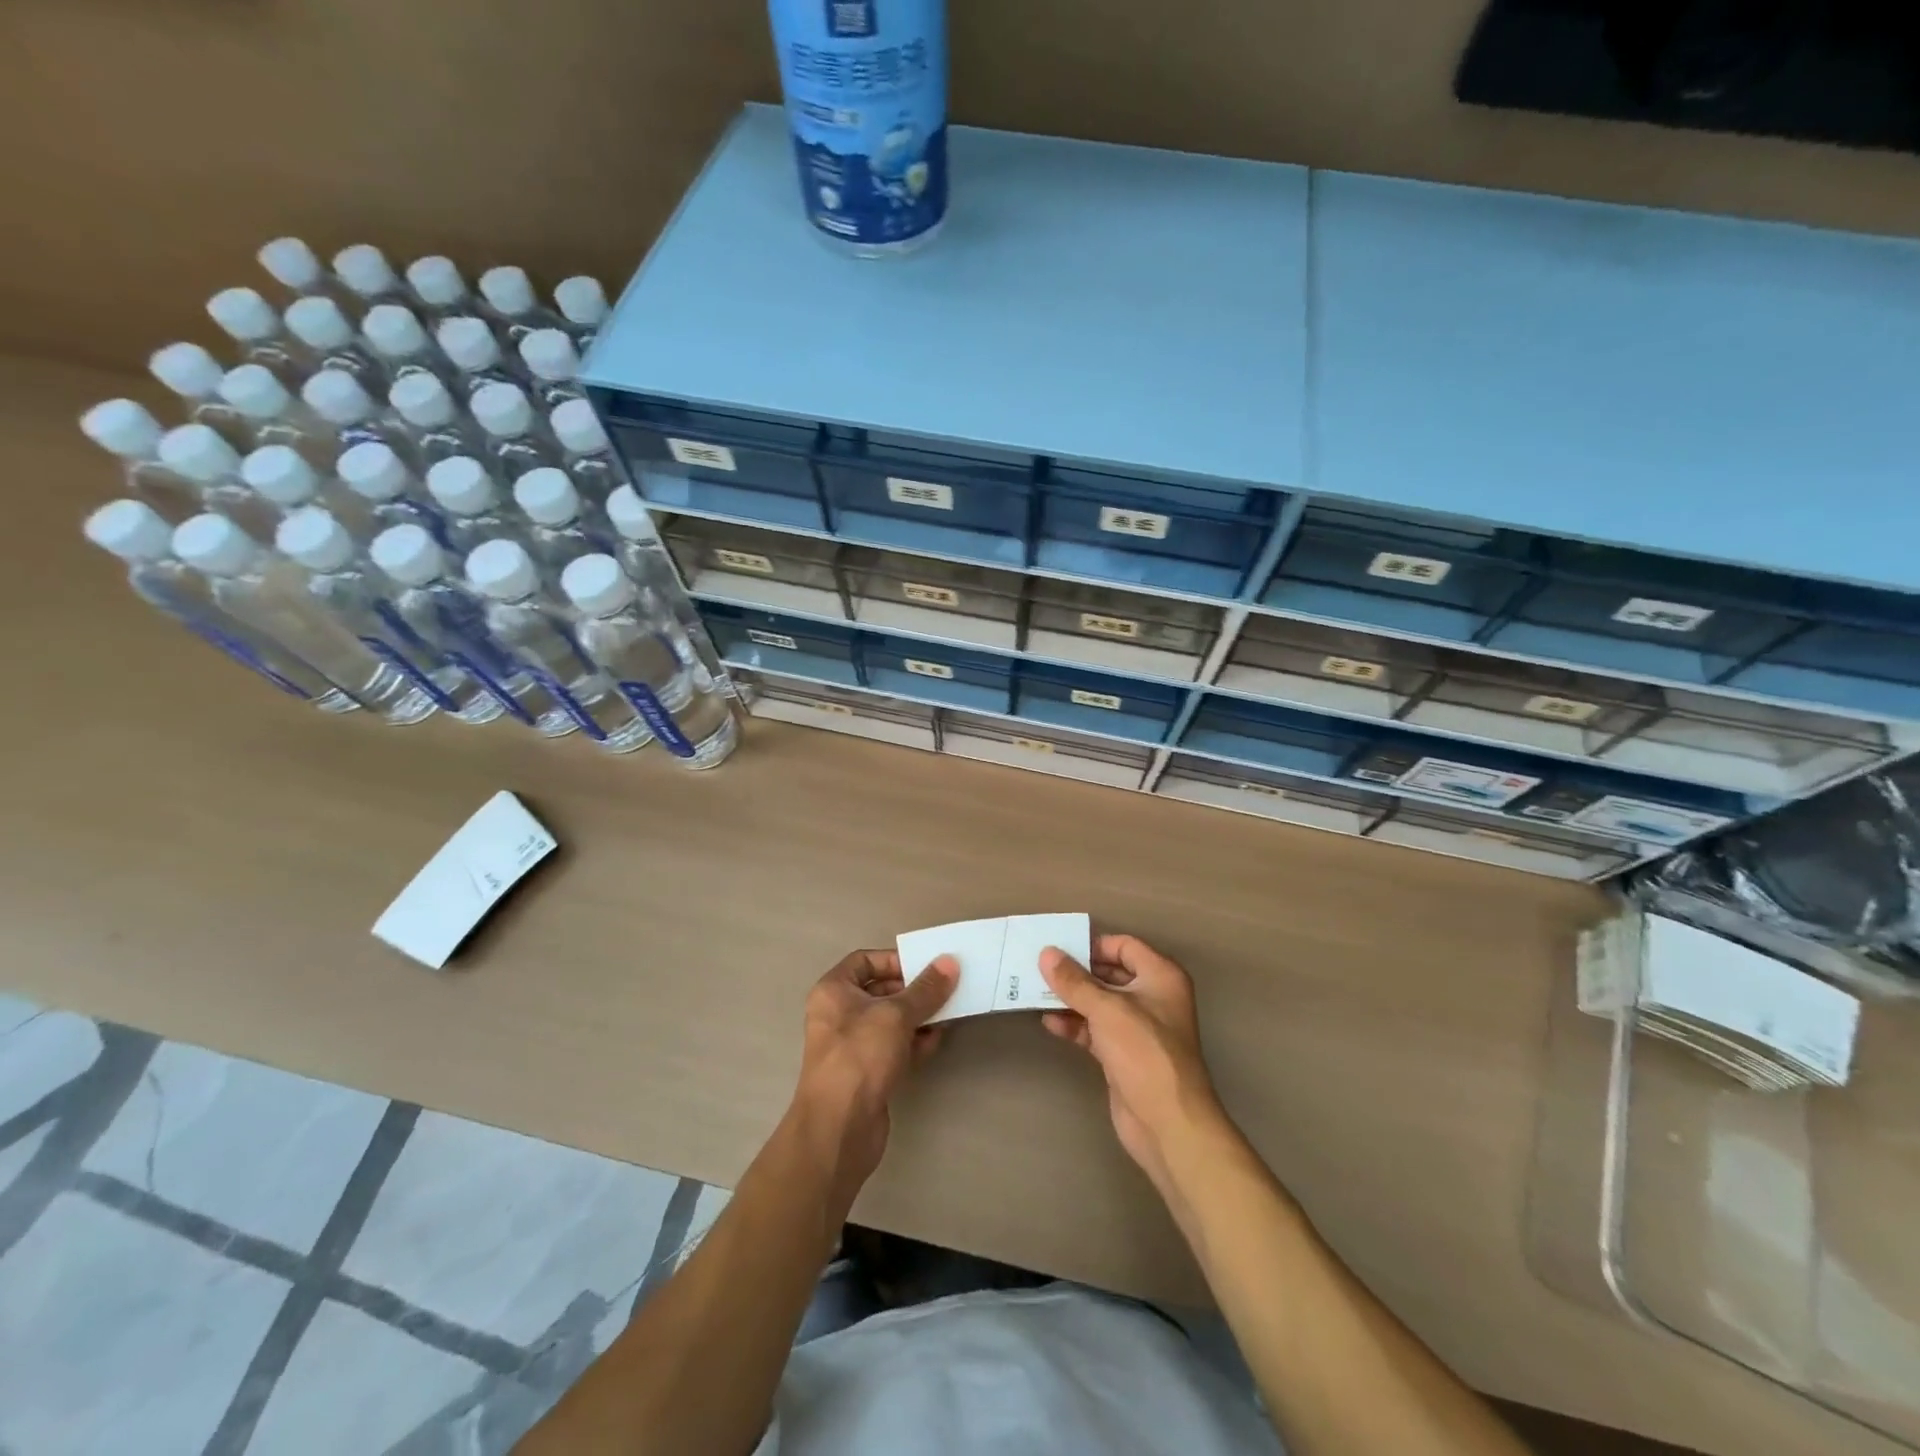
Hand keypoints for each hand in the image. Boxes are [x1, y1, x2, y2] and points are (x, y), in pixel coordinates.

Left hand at [791, 950, 957, 1201]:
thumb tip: (950, 963)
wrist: (839, 1128)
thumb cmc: (860, 1056)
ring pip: (890, 1021)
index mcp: (834, 991)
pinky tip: (936, 1041)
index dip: (895, 960)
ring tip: (948, 1013)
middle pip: (881, 991)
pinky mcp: (866, 1073)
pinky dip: (913, 1042)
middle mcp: (838, 1014)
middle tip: (946, 989)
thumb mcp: (896, 1015)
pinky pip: (893, 1047)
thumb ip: (926, 989)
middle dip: (913, 991)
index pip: (865, 960)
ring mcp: (852, 1046)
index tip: (925, 967)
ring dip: (918, 1017)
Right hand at [1039, 935, 1226, 1195]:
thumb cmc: (1144, 1053)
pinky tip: (1049, 1023)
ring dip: (1071, 999)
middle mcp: (1152, 997)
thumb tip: (1046, 953)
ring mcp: (1138, 1028)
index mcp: (1160, 976)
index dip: (1093, 945)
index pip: (1124, 946)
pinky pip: (1095, 1030)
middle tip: (1039, 968)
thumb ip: (1074, 981)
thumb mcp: (1106, 1010)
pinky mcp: (1124, 1054)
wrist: (1168, 1124)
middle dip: (1076, 973)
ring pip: (1100, 1003)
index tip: (1059, 949)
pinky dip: (1075, 1025)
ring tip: (1035, 993)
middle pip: (1109, 974)